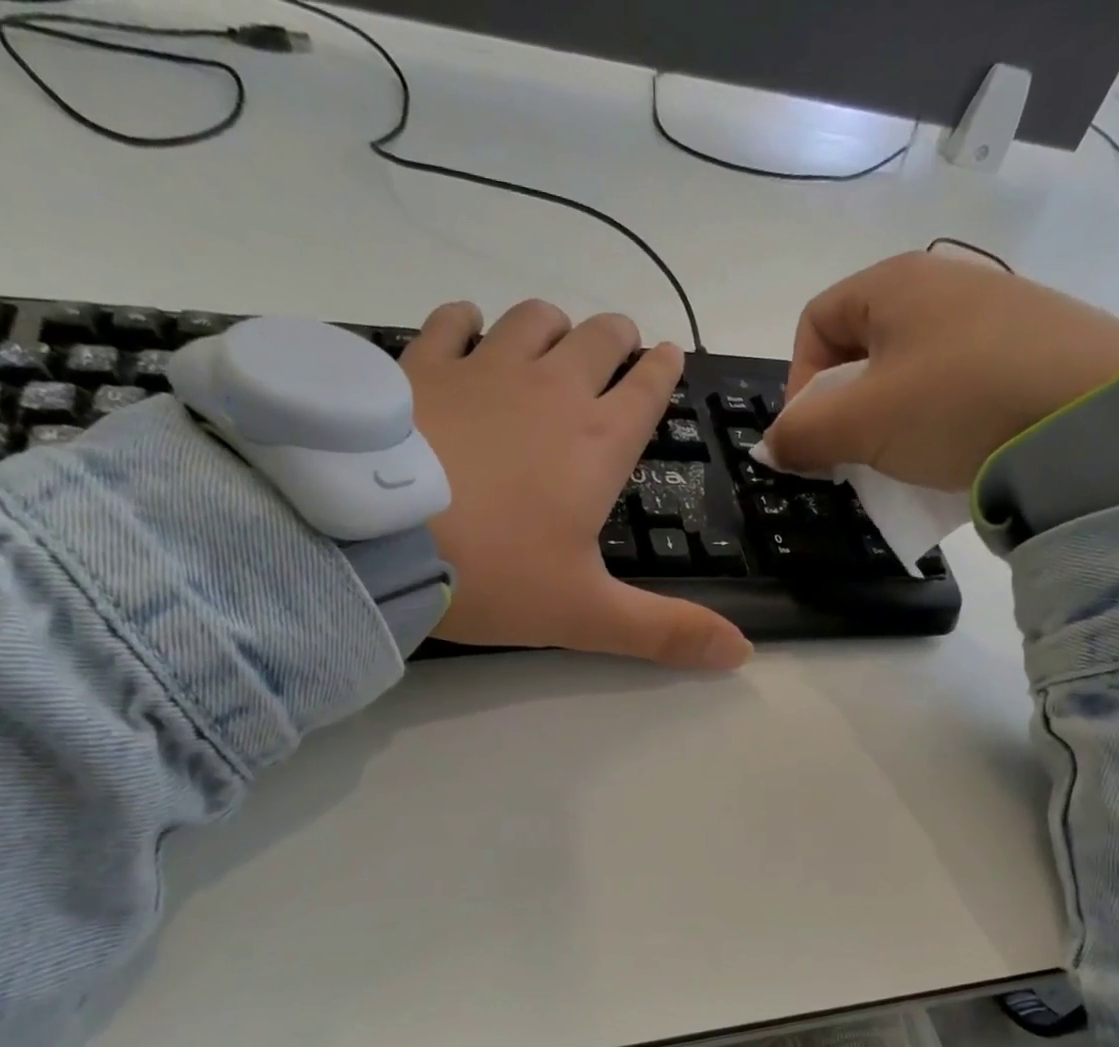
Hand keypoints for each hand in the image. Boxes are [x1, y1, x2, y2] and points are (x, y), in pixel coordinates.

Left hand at [401, 300, 750, 670]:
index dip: (663, 370)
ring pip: (533, 319)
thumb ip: (664, 632)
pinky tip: (467, 334)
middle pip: (598, 338)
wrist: (375, 538)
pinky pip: (454, 320)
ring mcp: (483, 368)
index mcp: (598, 443)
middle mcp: (550, 390)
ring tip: (552, 343)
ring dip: (552, 327)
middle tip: (618, 351)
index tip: (668, 357)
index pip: (647, 388)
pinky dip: (468, 323)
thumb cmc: (494, 575)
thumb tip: (743, 655)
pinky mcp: (421, 364)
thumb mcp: (585, 614)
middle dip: (617, 339)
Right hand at [762, 253, 1118, 492]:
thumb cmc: (956, 404)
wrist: (1094, 417)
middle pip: (862, 350)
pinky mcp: (1030, 353)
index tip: (811, 437)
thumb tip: (771, 445)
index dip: (798, 383)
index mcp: (894, 283)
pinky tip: (953, 455)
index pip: (815, 322)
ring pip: (910, 373)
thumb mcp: (863, 423)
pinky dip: (938, 423)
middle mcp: (943, 285)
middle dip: (844, 410)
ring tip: (903, 463)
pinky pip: (958, 388)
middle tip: (853, 457)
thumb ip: (804, 434)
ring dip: (889, 423)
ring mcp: (993, 317)